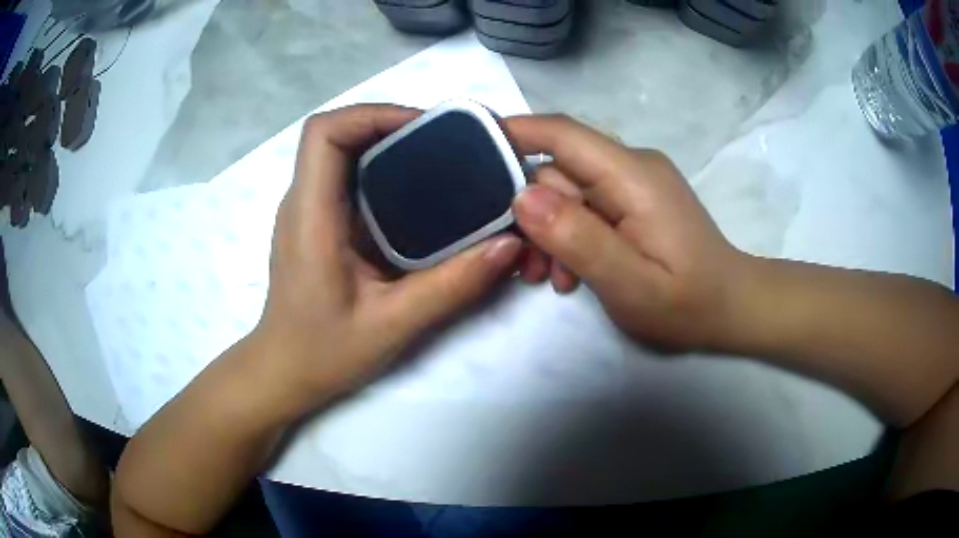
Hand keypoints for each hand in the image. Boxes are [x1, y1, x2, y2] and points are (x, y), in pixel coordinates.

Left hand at [254, 105, 521, 407]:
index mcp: (311, 215)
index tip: (425, 128)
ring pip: (343, 152)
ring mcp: (306, 210)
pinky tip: (418, 196)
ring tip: (440, 163)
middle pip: (338, 133)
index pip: (325, 132)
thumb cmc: (324, 352)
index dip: (373, 114)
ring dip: (389, 146)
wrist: (284, 371)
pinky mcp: (316, 222)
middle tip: (447, 145)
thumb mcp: (392, 324)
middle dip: (391, 125)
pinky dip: (382, 170)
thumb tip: (509, 245)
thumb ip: (452, 285)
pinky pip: (347, 177)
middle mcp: (302, 201)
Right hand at [507, 114, 746, 351]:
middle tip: (527, 266)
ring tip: (553, 279)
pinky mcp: (635, 199)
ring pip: (569, 189)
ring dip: (551, 230)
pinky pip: (587, 203)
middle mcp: (632, 165)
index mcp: (633, 176)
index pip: (562, 133)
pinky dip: (571, 233)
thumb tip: (522, 196)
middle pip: (559, 168)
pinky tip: (573, 273)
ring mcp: (635, 181)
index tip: (469, 149)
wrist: (731, 307)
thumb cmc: (687, 303)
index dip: (513, 132)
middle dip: (532, 212)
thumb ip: (578, 239)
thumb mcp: (629, 283)